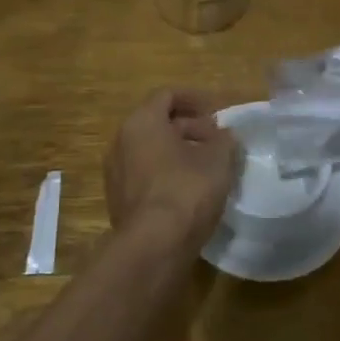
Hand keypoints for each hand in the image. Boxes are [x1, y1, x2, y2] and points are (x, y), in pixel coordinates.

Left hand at [105, 89, 239, 251]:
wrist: (153, 245)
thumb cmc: (186, 190)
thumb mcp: (218, 160)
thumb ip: (223, 140)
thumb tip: (224, 136)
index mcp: (142, 121)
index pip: (167, 96)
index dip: (194, 100)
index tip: (217, 114)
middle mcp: (121, 140)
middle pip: (157, 123)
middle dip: (189, 128)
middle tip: (217, 141)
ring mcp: (116, 172)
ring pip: (150, 150)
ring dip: (178, 152)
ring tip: (207, 166)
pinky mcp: (118, 199)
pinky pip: (144, 174)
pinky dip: (166, 173)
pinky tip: (189, 190)